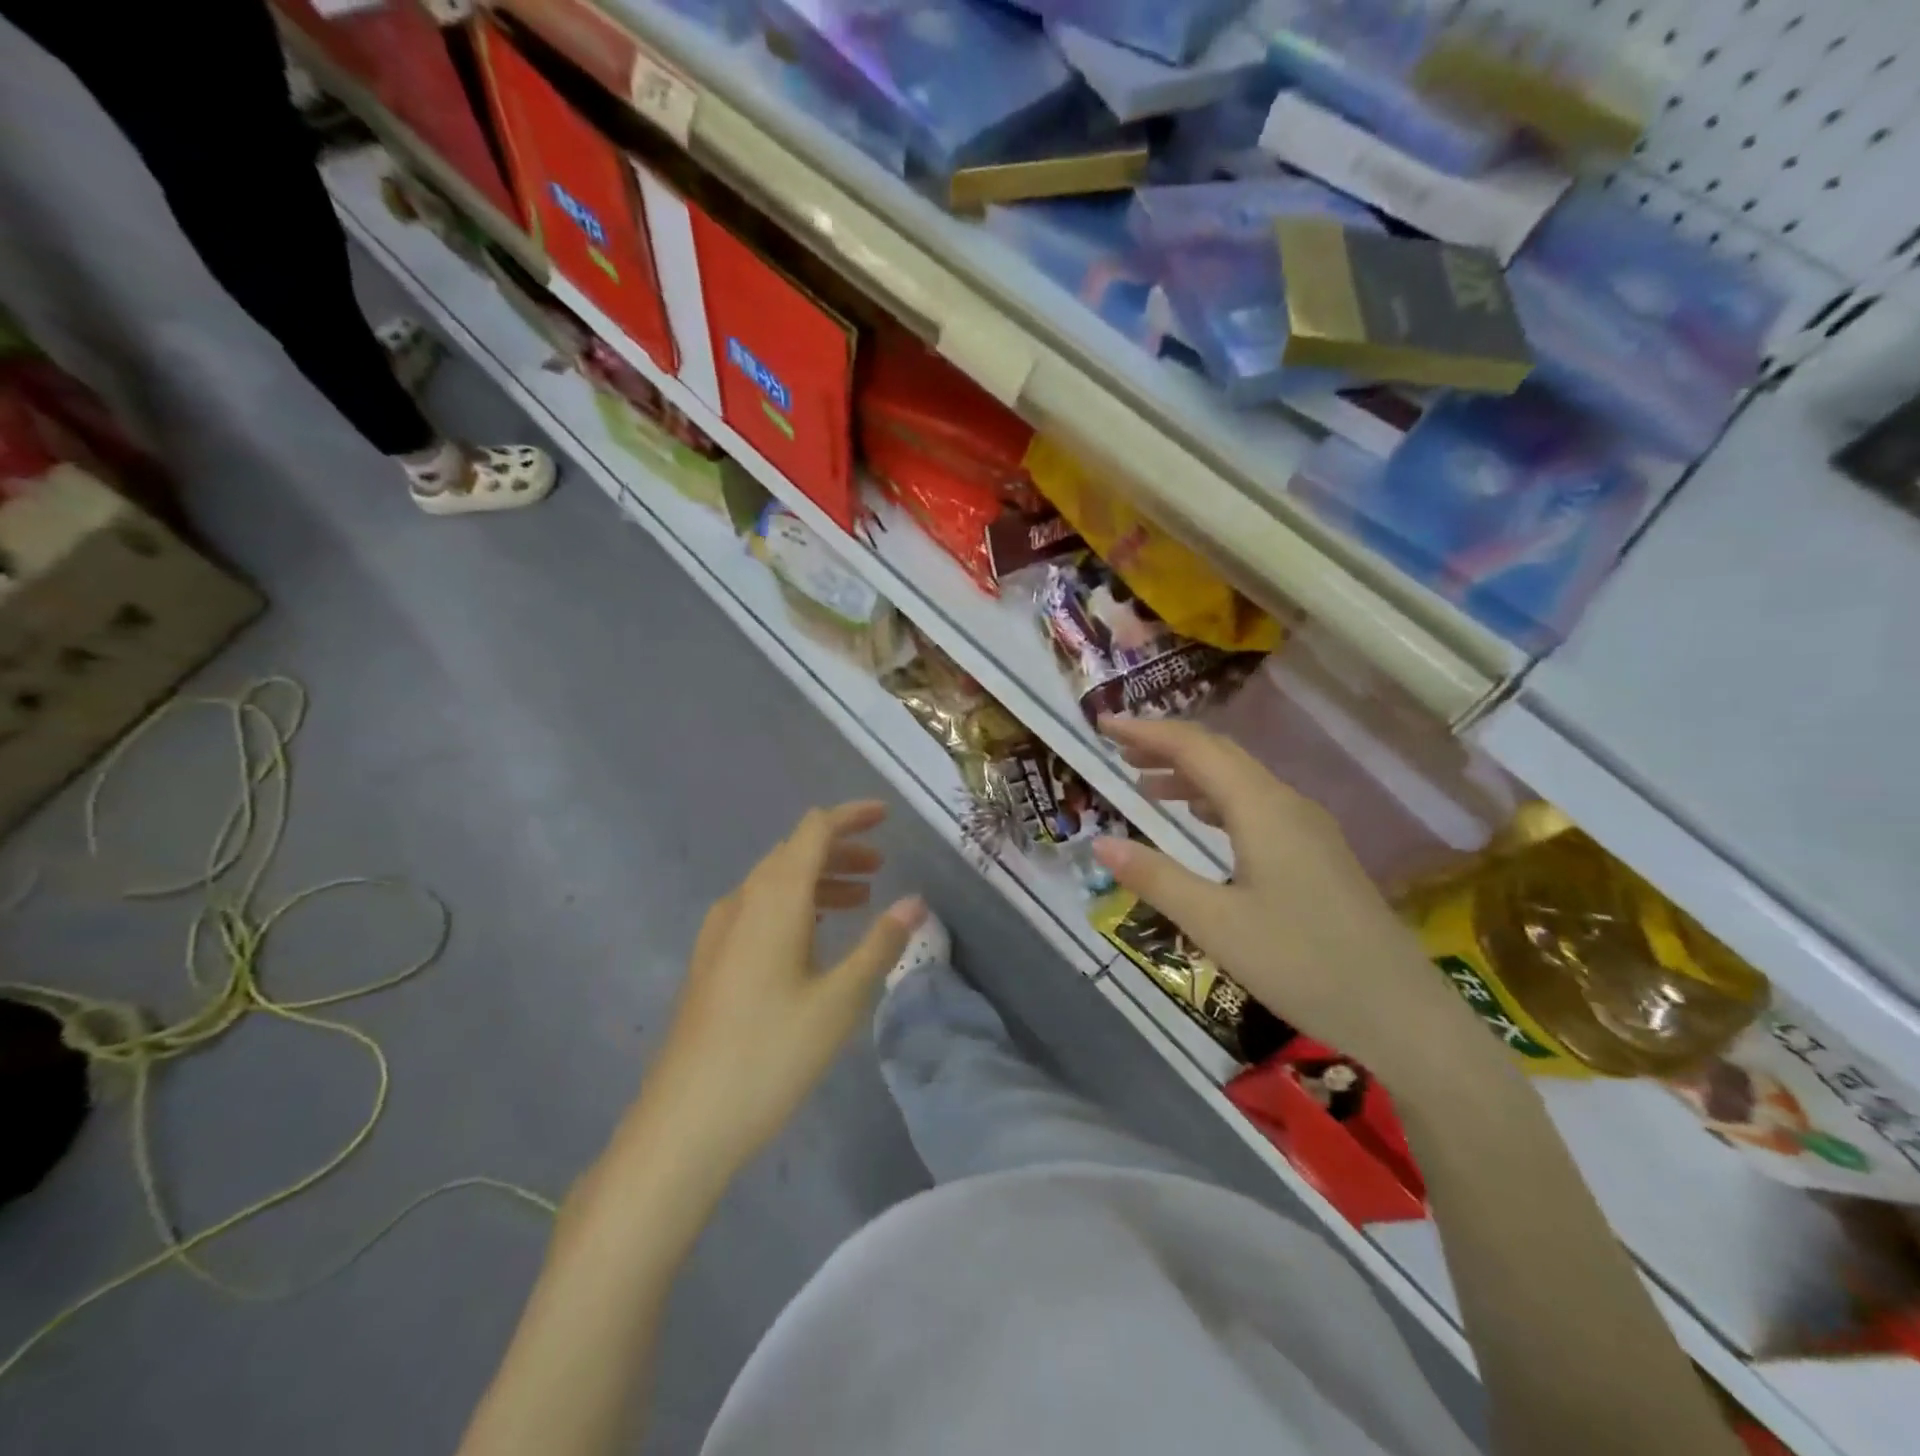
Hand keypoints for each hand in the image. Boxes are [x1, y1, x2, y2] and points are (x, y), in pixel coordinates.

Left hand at [628, 802, 925, 1182]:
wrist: (684, 1123)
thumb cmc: (771, 1055)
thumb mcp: (840, 1000)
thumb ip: (880, 944)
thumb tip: (915, 901)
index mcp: (774, 900)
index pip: (813, 831)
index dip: (850, 816)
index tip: (885, 816)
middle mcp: (742, 902)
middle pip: (793, 853)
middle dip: (839, 850)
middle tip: (881, 866)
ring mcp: (719, 932)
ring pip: (775, 883)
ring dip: (819, 880)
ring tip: (859, 899)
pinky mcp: (711, 961)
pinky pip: (759, 910)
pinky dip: (795, 906)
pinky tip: (812, 937)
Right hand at [1092, 718, 1488, 1086]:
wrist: (1401, 1014)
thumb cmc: (1301, 964)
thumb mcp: (1214, 923)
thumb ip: (1155, 877)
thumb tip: (1098, 842)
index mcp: (1262, 808)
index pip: (1196, 748)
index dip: (1147, 732)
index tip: (1104, 725)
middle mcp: (1287, 804)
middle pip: (1220, 755)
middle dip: (1166, 747)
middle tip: (1117, 751)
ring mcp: (1309, 828)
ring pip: (1240, 781)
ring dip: (1191, 775)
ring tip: (1145, 784)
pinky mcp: (1317, 854)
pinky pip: (1256, 806)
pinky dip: (1216, 801)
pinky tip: (1201, 821)